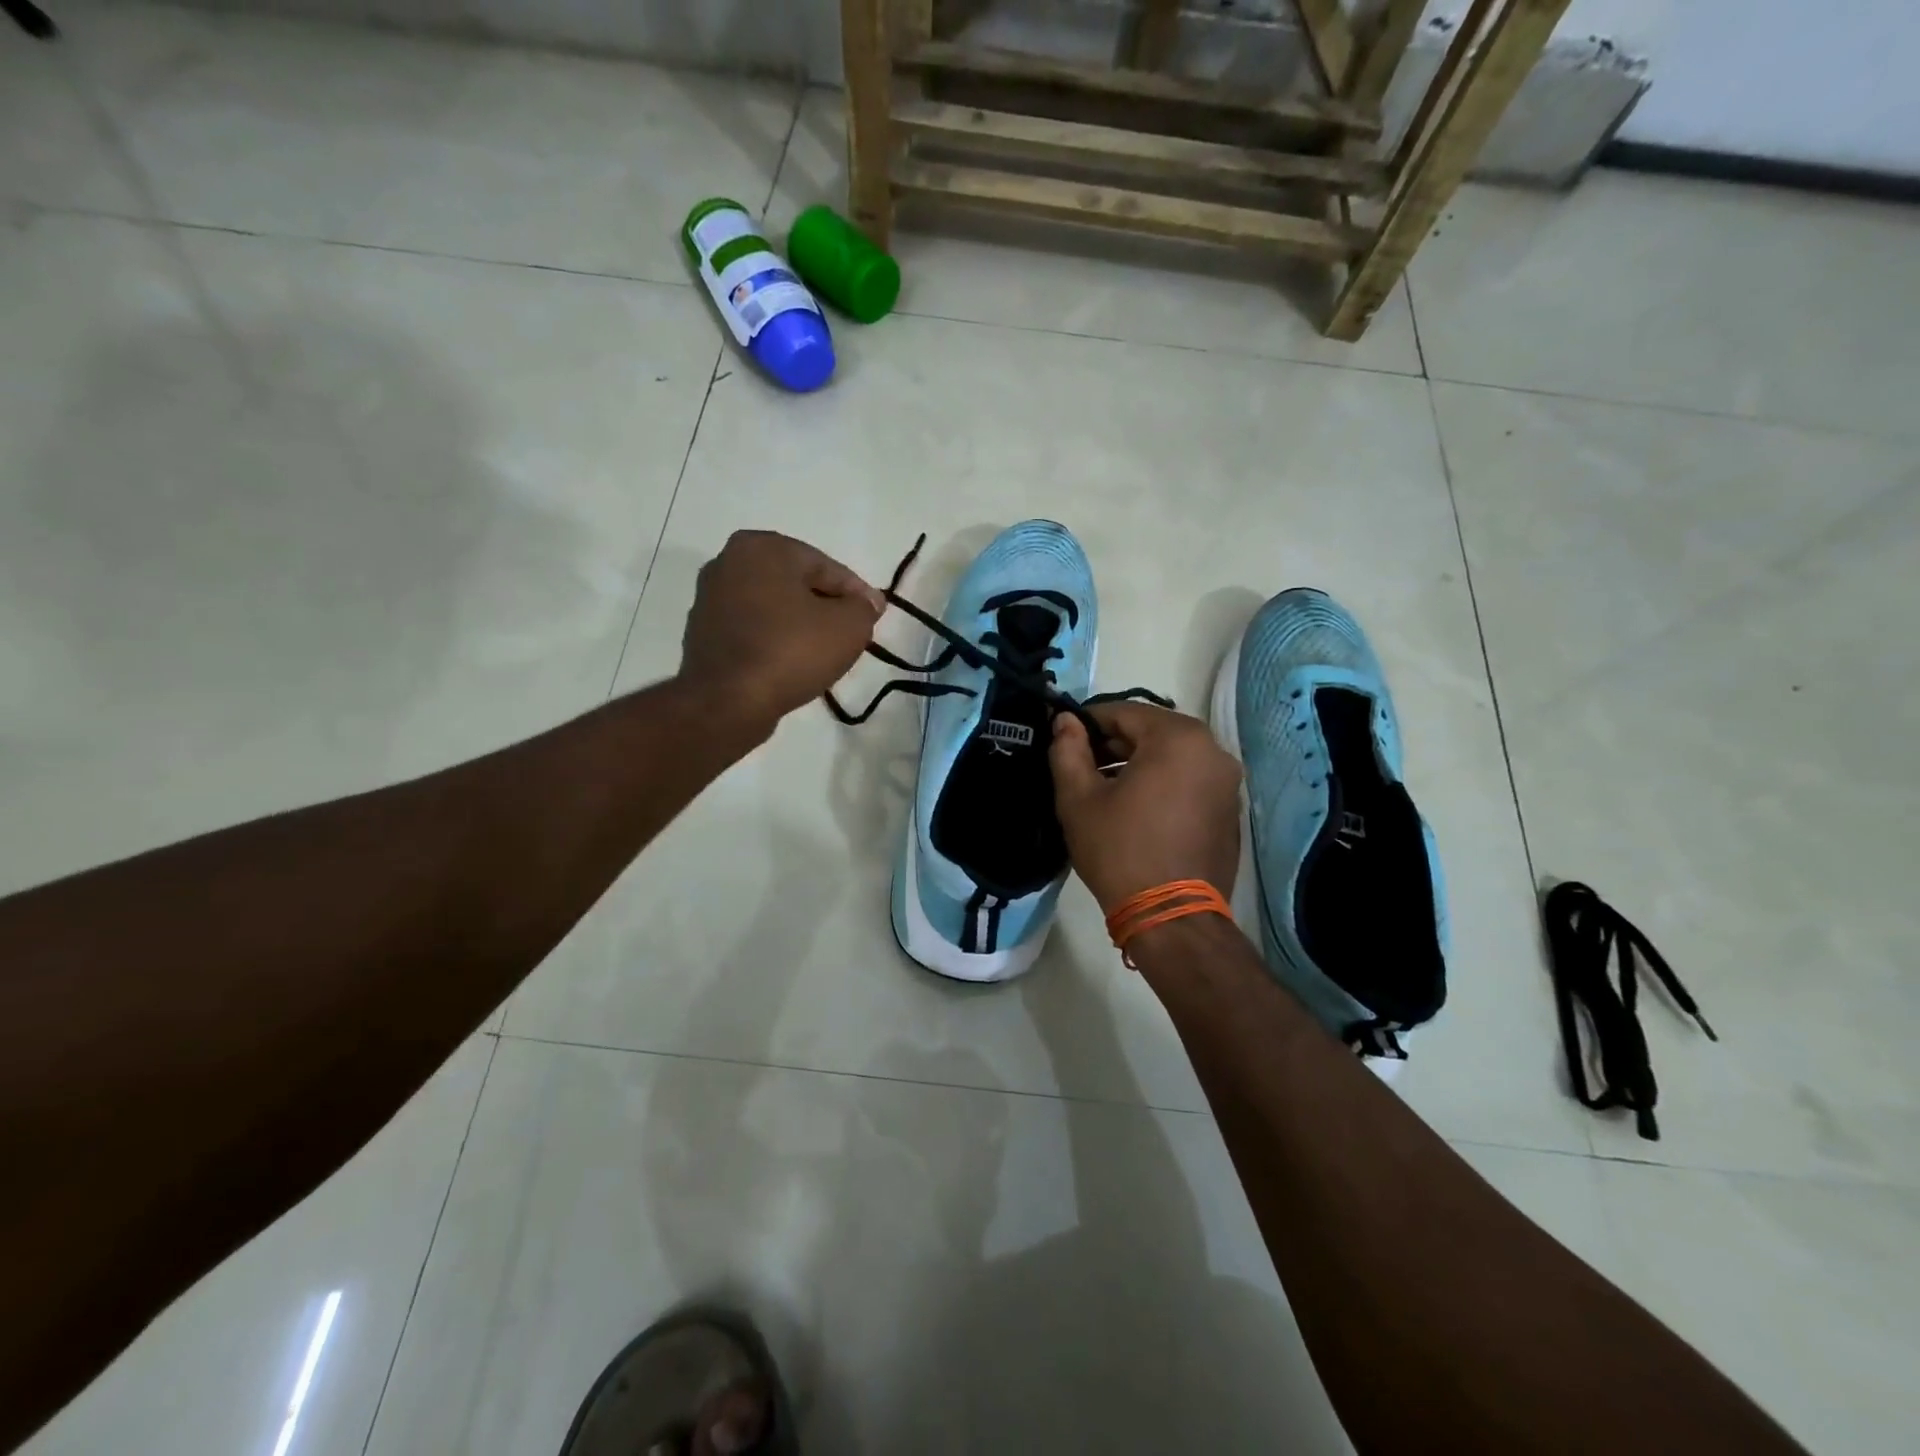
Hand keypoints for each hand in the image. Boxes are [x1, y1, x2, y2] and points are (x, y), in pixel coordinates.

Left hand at [680, 530, 883, 731]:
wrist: (727, 702)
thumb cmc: (791, 651)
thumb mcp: (848, 627)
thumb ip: (864, 608)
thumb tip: (867, 602)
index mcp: (762, 547)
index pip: (825, 566)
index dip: (855, 594)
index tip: (873, 617)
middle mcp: (728, 562)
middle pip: (795, 584)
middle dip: (824, 606)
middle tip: (849, 634)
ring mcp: (709, 598)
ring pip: (772, 607)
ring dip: (798, 624)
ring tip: (821, 653)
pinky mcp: (702, 632)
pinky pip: (752, 630)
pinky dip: (773, 640)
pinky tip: (790, 664)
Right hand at [1050, 703, 1241, 912]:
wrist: (1172, 917)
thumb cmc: (1120, 850)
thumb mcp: (1079, 799)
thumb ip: (1068, 750)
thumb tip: (1064, 721)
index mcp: (1178, 738)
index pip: (1124, 712)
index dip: (1088, 722)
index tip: (1063, 739)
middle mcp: (1212, 750)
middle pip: (1152, 732)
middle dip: (1113, 744)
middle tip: (1080, 767)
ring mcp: (1227, 781)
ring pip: (1172, 756)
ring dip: (1137, 764)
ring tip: (1104, 791)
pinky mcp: (1230, 809)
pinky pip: (1190, 780)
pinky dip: (1162, 783)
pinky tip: (1137, 810)